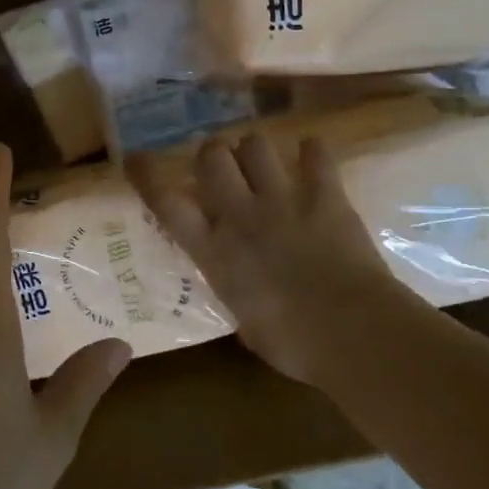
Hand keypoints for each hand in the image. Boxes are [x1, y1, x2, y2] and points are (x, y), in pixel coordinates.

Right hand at [127, 133, 415, 387]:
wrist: (352, 332)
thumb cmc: (293, 344)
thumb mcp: (246, 321)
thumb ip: (236, 290)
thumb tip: (241, 287)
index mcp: (214, 251)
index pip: (166, 203)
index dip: (147, 176)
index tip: (136, 158)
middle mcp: (241, 215)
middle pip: (212, 156)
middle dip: (212, 154)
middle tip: (222, 167)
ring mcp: (283, 199)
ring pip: (256, 144)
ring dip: (255, 150)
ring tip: (264, 163)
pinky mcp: (325, 194)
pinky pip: (315, 153)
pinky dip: (312, 152)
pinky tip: (312, 158)